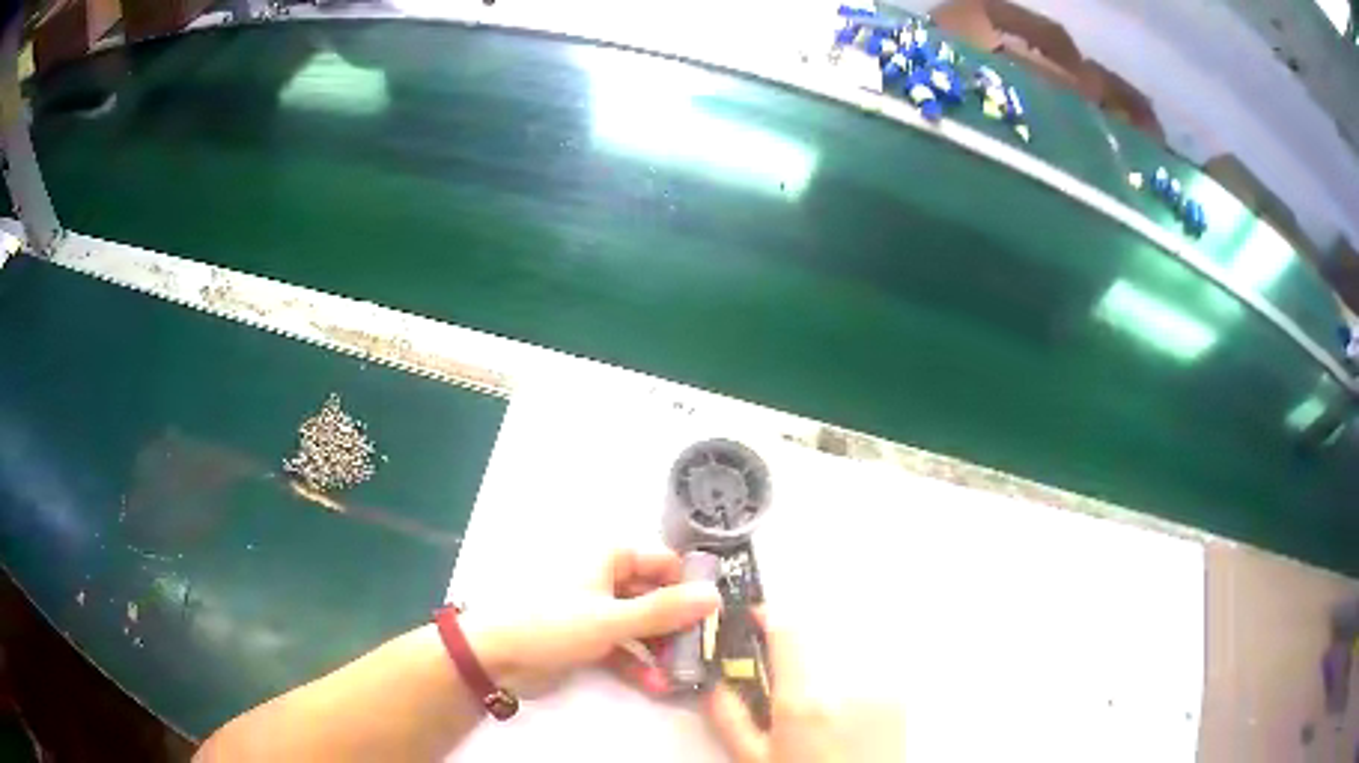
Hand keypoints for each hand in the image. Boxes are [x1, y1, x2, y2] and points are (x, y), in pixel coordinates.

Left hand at [461, 549, 719, 696]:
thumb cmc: (552, 624)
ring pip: (642, 626)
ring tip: (687, 674)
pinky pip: (623, 647)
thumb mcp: (611, 619)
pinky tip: (657, 685)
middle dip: (680, 625)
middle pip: (655, 597)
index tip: (719, 613)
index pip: (663, 563)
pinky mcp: (588, 639)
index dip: (691, 585)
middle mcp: (606, 580)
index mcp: (609, 558)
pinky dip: (638, 663)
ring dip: (662, 650)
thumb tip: (714, 596)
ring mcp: (596, 611)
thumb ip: (664, 611)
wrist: (496, 656)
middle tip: (708, 651)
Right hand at [706, 610, 903, 761]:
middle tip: (784, 678)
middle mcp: (847, 684)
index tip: (755, 618)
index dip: (768, 617)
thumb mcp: (755, 759)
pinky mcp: (899, 693)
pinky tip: (844, 708)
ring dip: (824, 661)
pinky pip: (868, 667)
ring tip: (819, 702)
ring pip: (842, 651)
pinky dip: (851, 675)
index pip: (788, 630)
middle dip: (795, 650)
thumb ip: (730, 719)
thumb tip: (716, 685)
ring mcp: (879, 686)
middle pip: (814, 638)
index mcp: (804, 701)